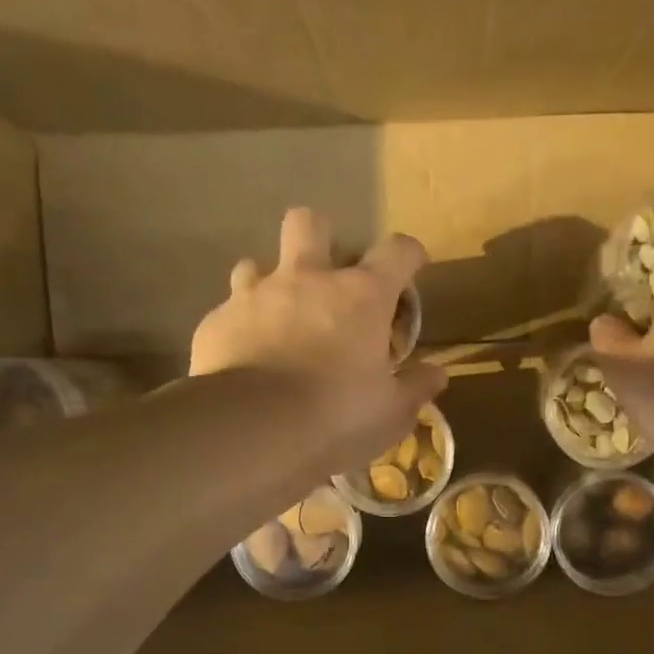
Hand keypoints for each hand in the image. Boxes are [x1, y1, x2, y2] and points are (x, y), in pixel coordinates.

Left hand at [190, 206, 445, 454]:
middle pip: (310, 223)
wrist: (253, 431)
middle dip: (321, 238)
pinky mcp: (217, 322)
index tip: (413, 265)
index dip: (409, 254)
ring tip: (279, 320)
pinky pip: (229, 311)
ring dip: (271, 284)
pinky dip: (241, 328)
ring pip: (257, 263)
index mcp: (361, 296)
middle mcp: (307, 280)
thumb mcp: (390, 413)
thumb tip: (436, 374)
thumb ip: (415, 387)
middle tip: (328, 276)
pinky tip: (245, 359)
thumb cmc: (337, 417)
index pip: (396, 251)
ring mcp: (255, 296)